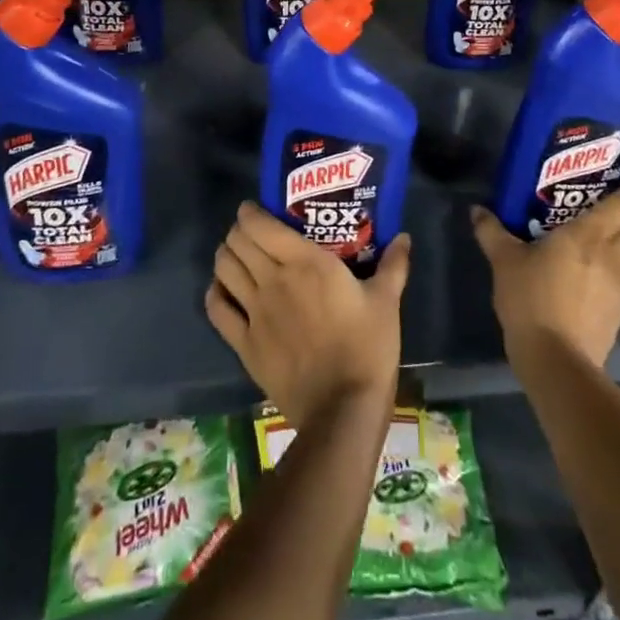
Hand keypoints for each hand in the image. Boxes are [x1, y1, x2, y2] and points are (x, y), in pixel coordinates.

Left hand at [205, 202, 410, 431]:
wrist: (343, 409)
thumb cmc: (367, 348)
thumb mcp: (386, 302)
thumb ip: (393, 265)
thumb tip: (404, 237)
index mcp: (305, 262)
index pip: (259, 224)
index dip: (250, 212)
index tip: (255, 210)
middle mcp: (273, 279)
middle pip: (237, 242)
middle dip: (238, 232)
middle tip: (251, 234)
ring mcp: (255, 312)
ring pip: (223, 269)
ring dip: (226, 257)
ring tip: (238, 257)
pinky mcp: (244, 344)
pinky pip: (217, 310)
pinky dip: (216, 293)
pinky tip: (225, 291)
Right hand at [471, 157, 619, 371]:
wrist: (556, 361)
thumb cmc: (532, 299)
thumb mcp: (504, 261)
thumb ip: (493, 232)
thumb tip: (477, 210)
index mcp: (591, 235)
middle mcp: (615, 255)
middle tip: (614, 197)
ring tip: (605, 232)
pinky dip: (619, 265)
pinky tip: (597, 270)